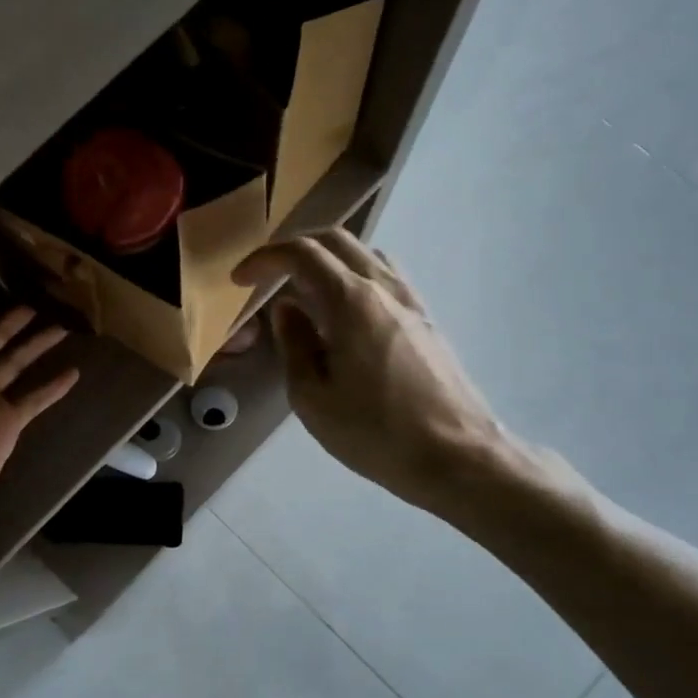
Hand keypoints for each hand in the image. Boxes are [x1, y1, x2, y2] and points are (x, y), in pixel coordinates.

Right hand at [234, 232, 517, 516]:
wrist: (457, 456)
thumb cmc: (376, 432)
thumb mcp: (313, 398)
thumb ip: (295, 344)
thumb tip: (287, 309)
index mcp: (351, 301)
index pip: (302, 254)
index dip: (264, 259)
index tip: (240, 280)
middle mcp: (383, 288)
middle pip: (336, 241)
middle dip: (295, 249)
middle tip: (268, 276)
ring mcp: (410, 301)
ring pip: (364, 255)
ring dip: (328, 260)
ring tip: (304, 293)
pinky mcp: (425, 319)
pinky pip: (384, 278)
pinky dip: (354, 277)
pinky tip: (344, 314)